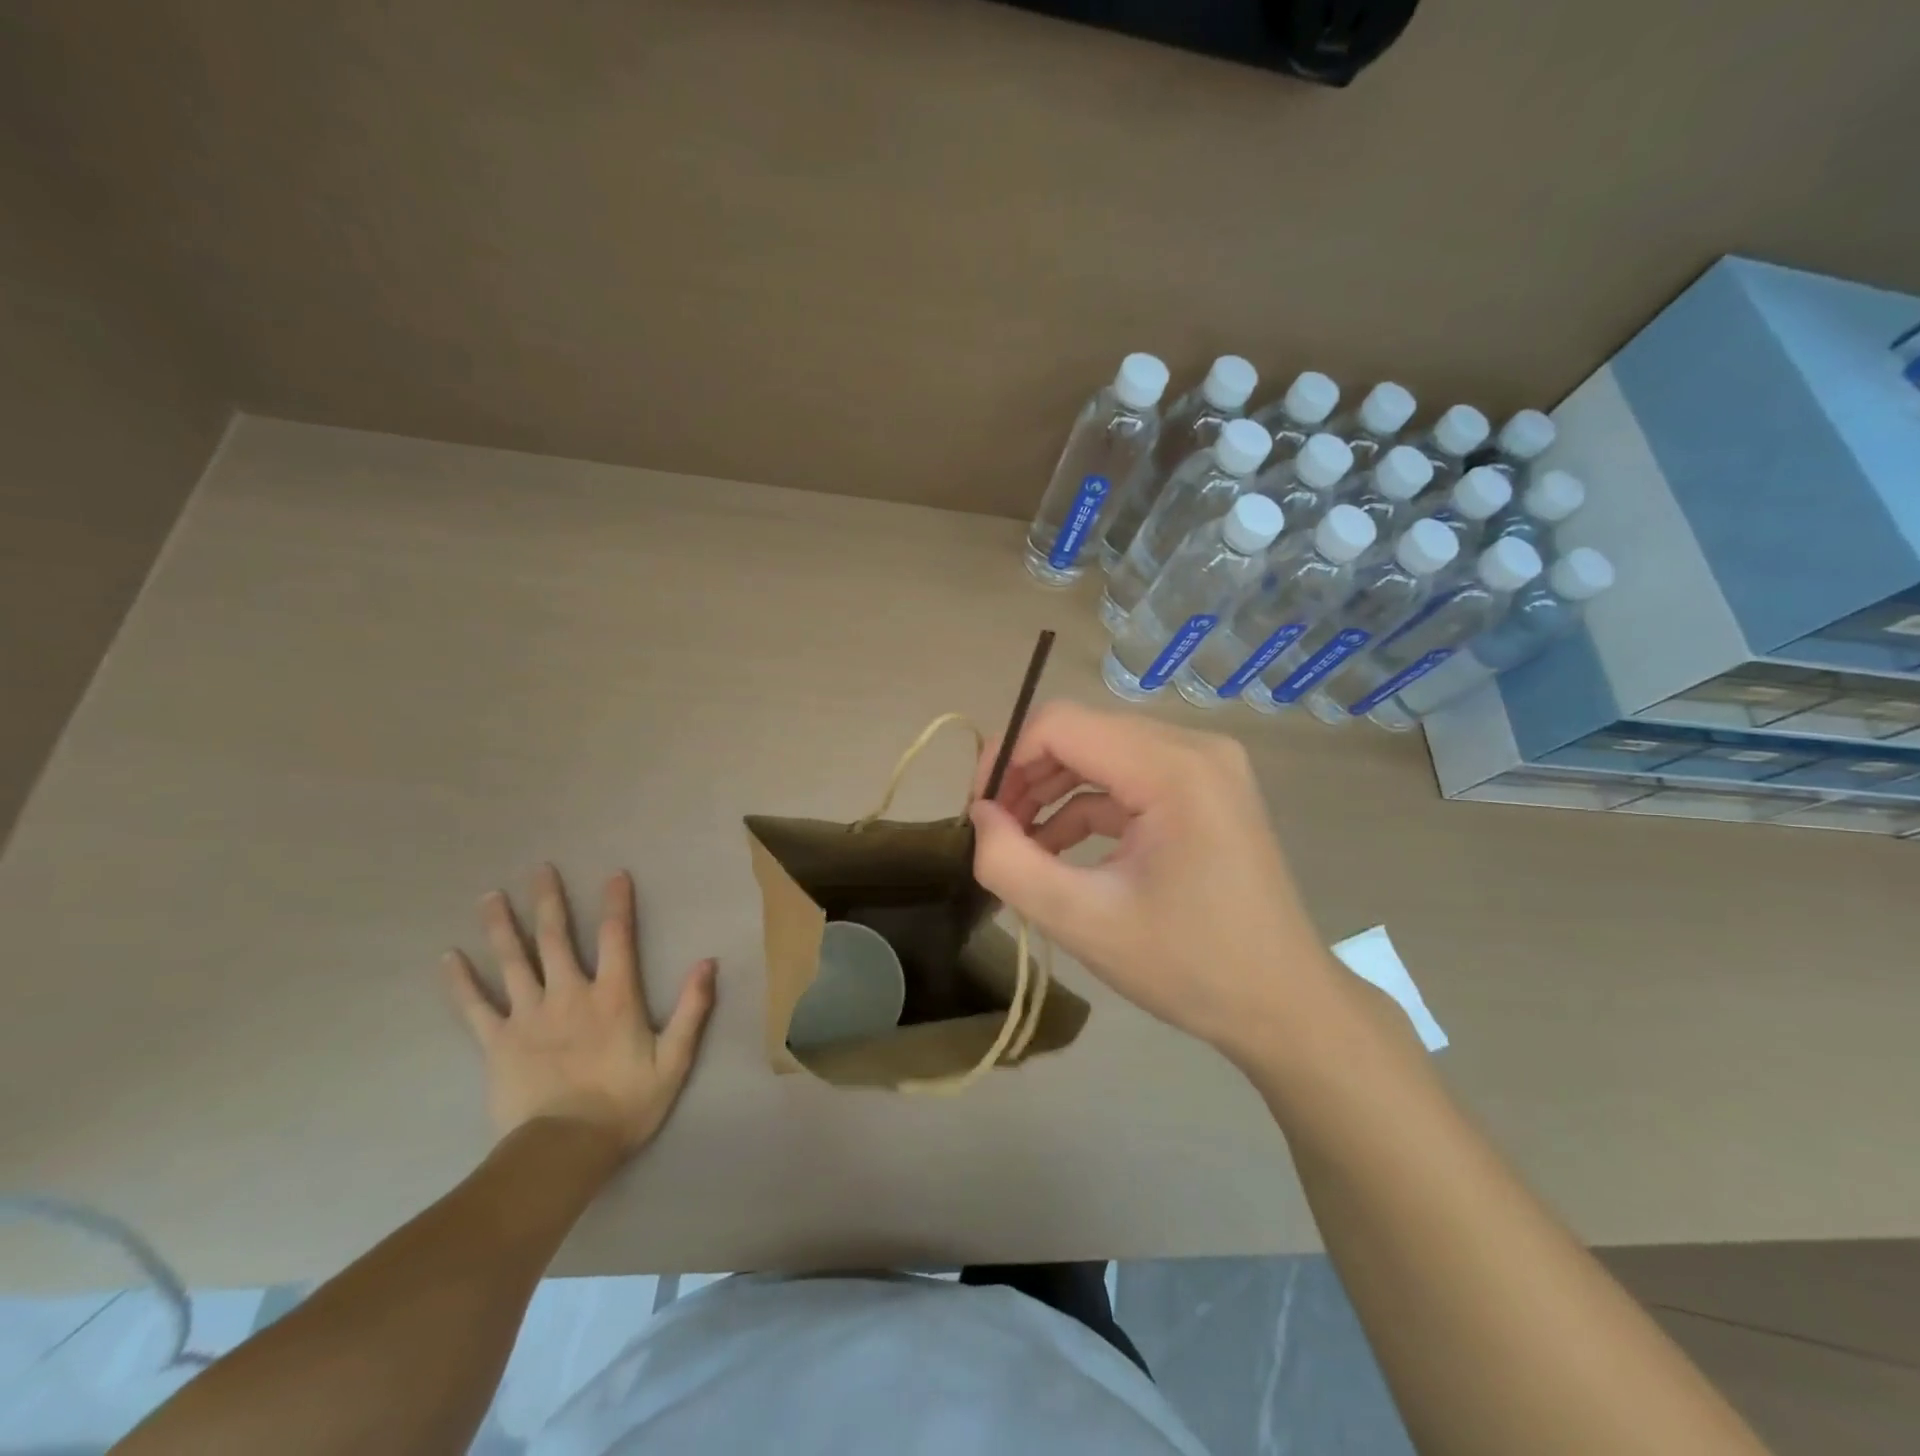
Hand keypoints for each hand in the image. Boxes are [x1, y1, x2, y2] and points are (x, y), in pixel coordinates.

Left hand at [441, 864, 716, 1153]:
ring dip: (502, 926)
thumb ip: (691, 1008)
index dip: (617, 903)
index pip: (616, 937)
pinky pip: (475, 1007)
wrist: (563, 1150)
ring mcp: (528, 1016)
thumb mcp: (674, 1059)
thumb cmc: (625, 1104)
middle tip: (539, 869)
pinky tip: (447, 958)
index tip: (614, 874)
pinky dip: (461, 981)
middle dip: (549, 901)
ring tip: (489, 896)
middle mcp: (569, 994)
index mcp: (613, 996)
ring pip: (513, 962)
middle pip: (555, 938)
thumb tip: (708, 962)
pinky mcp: (497, 1042)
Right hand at [970, 701, 1336, 1056]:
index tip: (976, 809)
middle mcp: (1195, 748)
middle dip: (1027, 777)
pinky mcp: (1205, 791)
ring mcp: (1206, 767)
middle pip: (1083, 734)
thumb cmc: (1188, 967)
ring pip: (1102, 754)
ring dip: (1053, 792)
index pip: (1062, 724)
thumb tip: (978, 815)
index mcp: (1173, 768)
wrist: (1284, 1007)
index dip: (1006, 757)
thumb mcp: (1083, 921)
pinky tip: (1059, 850)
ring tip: (1019, 844)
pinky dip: (1088, 807)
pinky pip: (1129, 779)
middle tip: (993, 831)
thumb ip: (1010, 863)